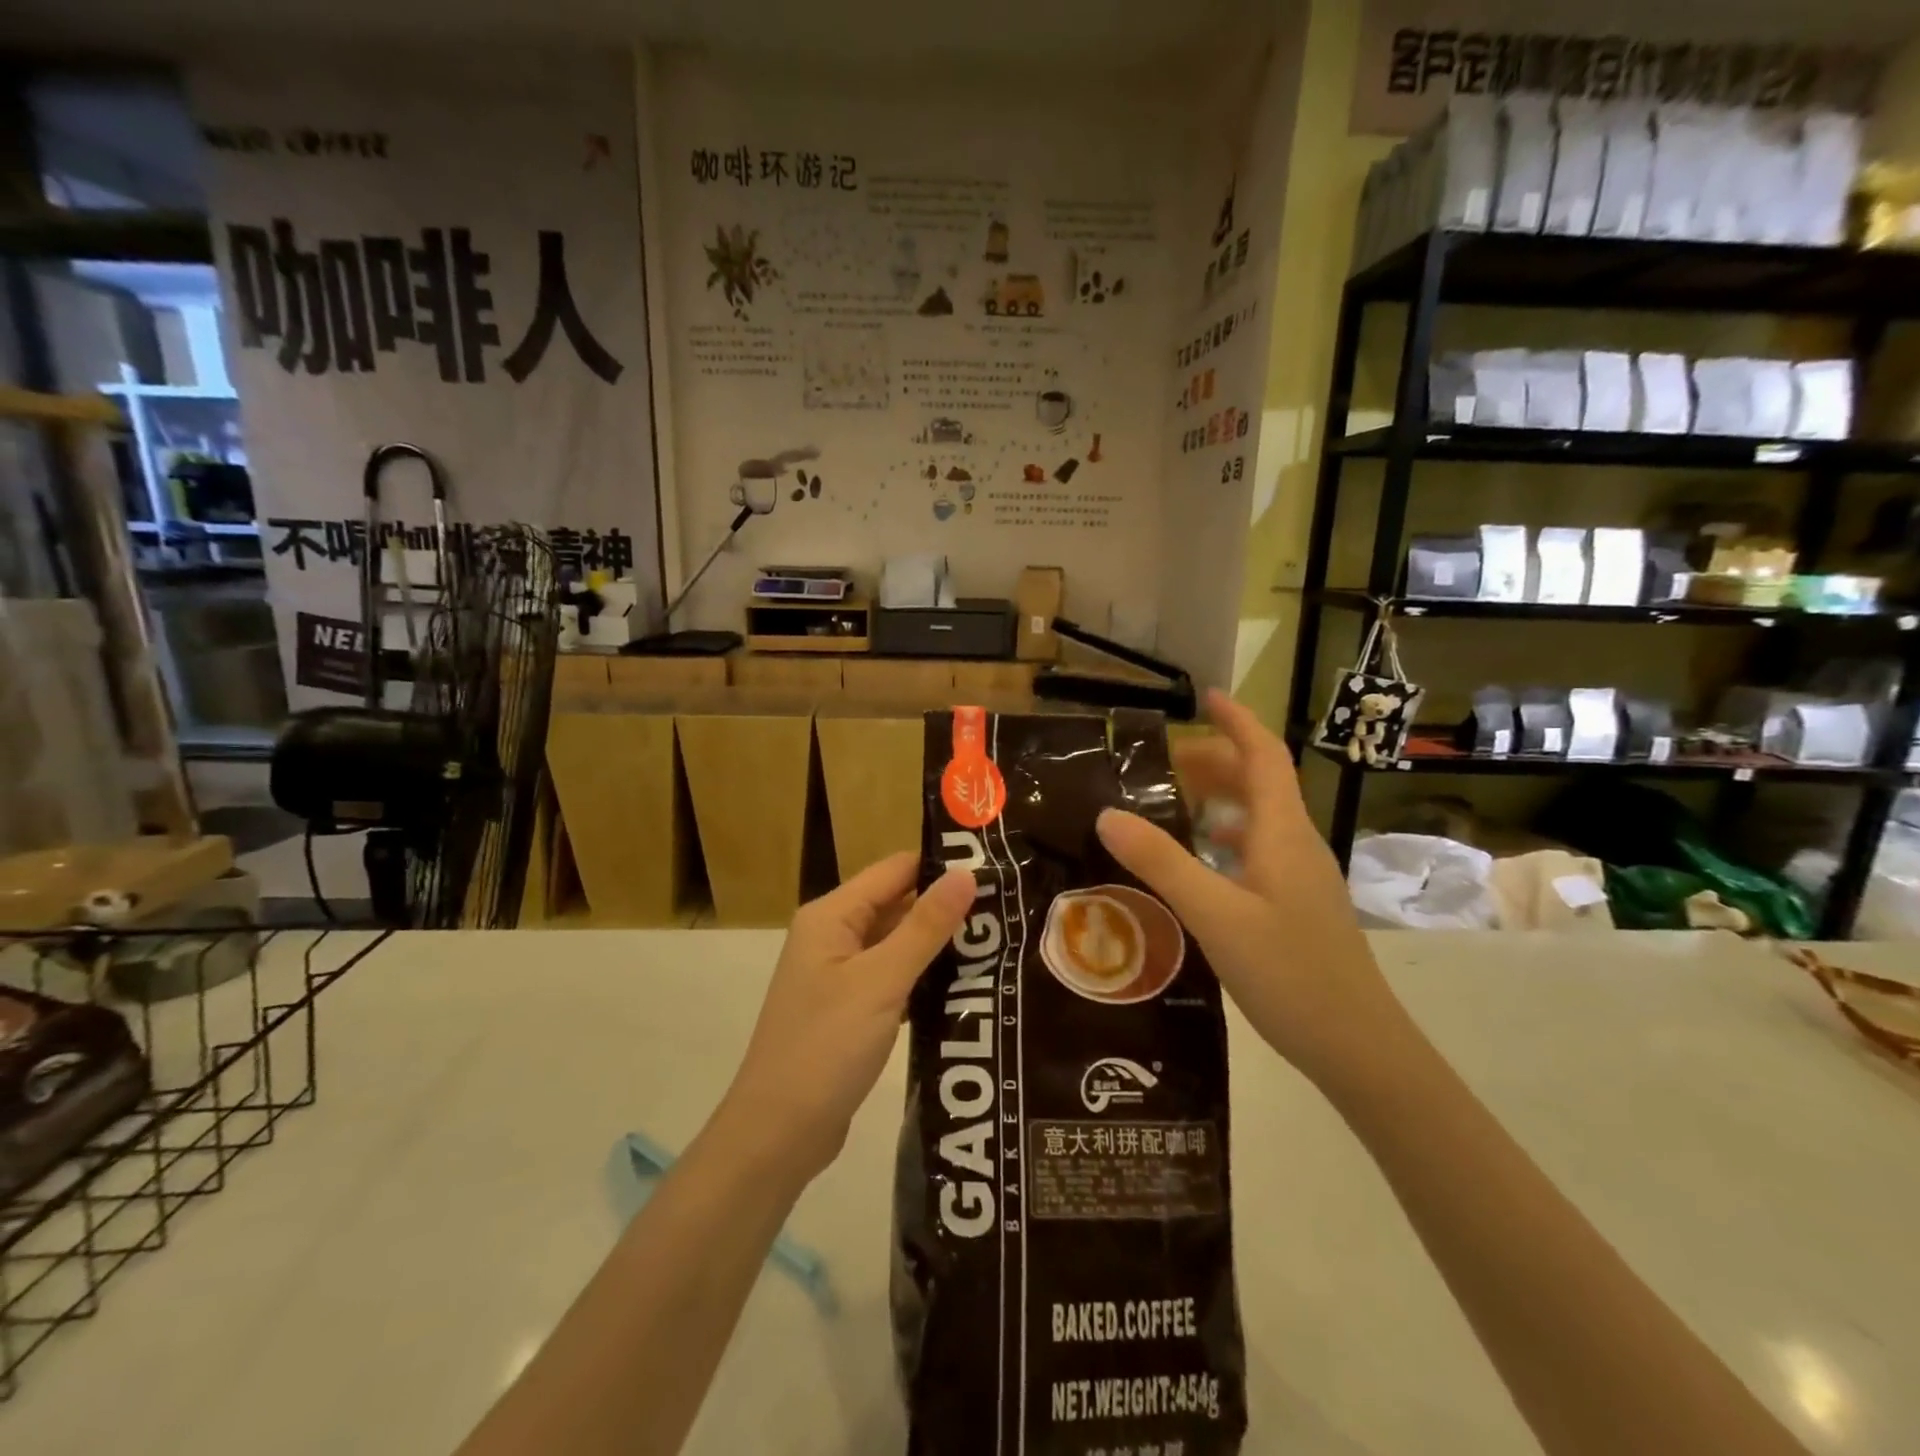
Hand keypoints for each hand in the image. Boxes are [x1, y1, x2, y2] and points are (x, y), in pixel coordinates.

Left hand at [717, 853, 973, 1186]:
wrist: (778, 1135)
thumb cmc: (826, 1047)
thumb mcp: (881, 982)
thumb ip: (925, 927)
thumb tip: (966, 873)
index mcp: (832, 916)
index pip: (895, 870)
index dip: (941, 866)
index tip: (995, 868)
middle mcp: (833, 936)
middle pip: (897, 904)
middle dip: (946, 906)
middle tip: (1007, 909)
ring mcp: (841, 975)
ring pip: (898, 944)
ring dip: (940, 944)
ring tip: (999, 941)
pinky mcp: (851, 1009)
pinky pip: (894, 978)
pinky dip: (925, 978)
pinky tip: (968, 985)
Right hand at [1095, 690, 1411, 1093]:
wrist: (1358, 1047)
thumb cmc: (1290, 973)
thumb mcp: (1214, 914)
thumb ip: (1161, 862)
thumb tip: (1106, 813)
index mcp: (1283, 832)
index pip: (1264, 755)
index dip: (1236, 721)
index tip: (1204, 696)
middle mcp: (1296, 844)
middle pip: (1259, 783)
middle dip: (1214, 760)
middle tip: (1161, 764)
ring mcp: (1300, 878)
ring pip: (1258, 819)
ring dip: (1217, 801)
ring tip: (1169, 806)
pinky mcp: (1296, 906)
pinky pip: (1256, 852)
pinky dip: (1223, 840)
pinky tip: (1196, 865)